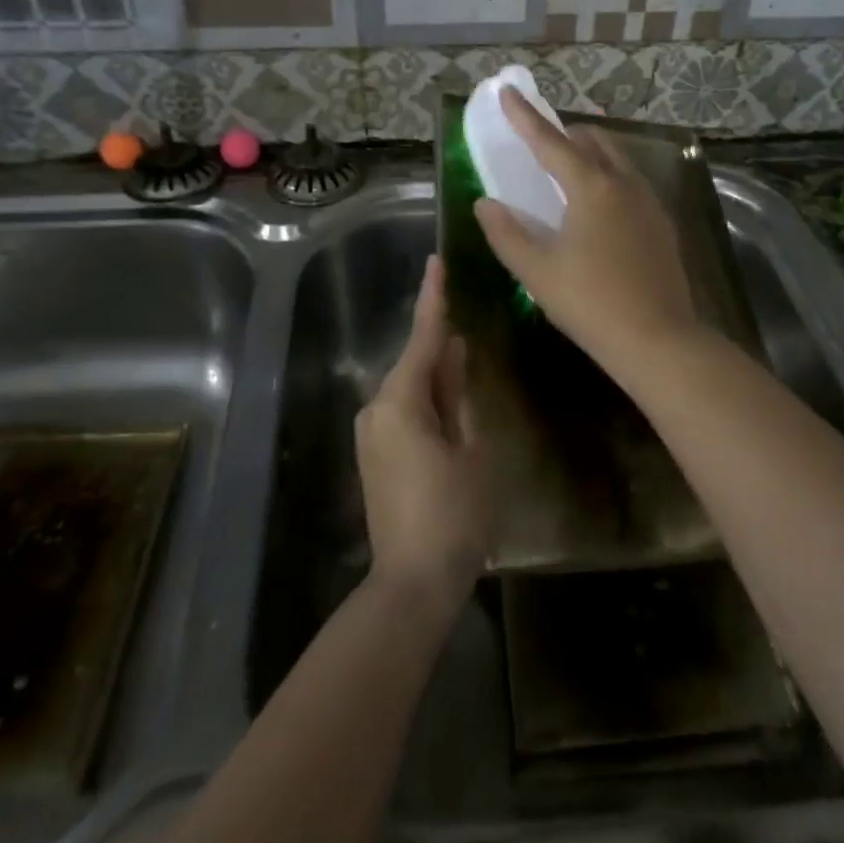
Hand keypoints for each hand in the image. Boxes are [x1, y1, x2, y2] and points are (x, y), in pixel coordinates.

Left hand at [355, 256, 492, 616]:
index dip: (432, 298)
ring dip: (437, 377)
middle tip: (470, 326)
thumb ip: (460, 394)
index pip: (421, 337)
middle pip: (414, 363)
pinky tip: (450, 403)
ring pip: (410, 388)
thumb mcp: (472, 448)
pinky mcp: (375, 453)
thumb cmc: (454, 513)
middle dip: (442, 346)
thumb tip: (454, 352)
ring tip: (467, 367)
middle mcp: (376, 408)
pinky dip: (427, 401)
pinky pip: (403, 411)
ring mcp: (371, 433)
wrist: (412, 581)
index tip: (436, 261)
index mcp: (400, 401)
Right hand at [474, 87, 700, 376]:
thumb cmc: (589, 303)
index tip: (509, 91)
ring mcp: (649, 203)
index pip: (550, 141)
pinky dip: (610, 177)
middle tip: (541, 139)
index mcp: (591, 187)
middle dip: (565, 132)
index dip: (525, 117)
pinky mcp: (662, 225)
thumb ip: (506, 232)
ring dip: (591, 152)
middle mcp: (624, 184)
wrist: (657, 339)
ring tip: (570, 166)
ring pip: (618, 160)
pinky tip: (600, 205)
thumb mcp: (536, 270)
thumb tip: (486, 204)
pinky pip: (631, 183)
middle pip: (593, 141)